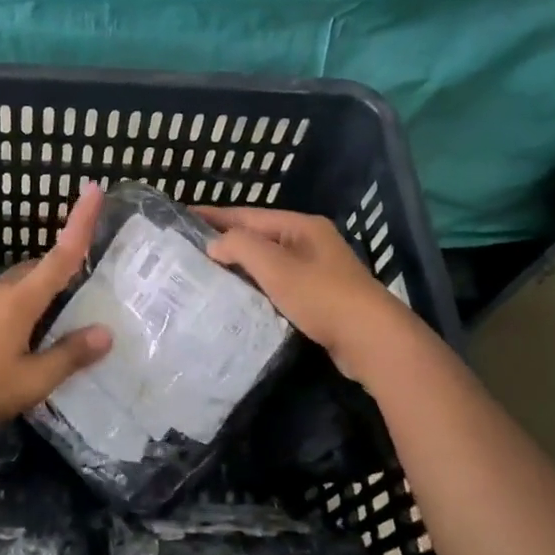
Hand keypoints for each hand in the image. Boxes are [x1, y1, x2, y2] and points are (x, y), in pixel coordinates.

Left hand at [0, 184, 113, 433]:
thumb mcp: (31, 380)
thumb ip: (69, 355)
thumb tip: (106, 333)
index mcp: (21, 298)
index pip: (61, 254)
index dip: (80, 221)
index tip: (93, 189)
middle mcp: (1, 290)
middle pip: (41, 268)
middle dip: (65, 269)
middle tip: (91, 289)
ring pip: (21, 285)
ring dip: (44, 293)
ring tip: (64, 321)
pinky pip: (5, 301)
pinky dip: (25, 308)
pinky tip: (28, 339)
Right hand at [196, 206, 422, 382]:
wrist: (371, 339)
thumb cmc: (321, 295)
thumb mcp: (275, 266)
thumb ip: (240, 247)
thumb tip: (215, 244)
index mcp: (302, 226)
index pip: (249, 215)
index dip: (215, 216)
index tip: (184, 217)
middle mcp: (310, 243)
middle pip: (259, 236)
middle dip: (226, 241)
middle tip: (189, 249)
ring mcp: (318, 271)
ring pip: (269, 262)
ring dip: (240, 266)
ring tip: (206, 273)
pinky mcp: (319, 298)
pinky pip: (278, 284)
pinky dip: (257, 287)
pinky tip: (239, 298)